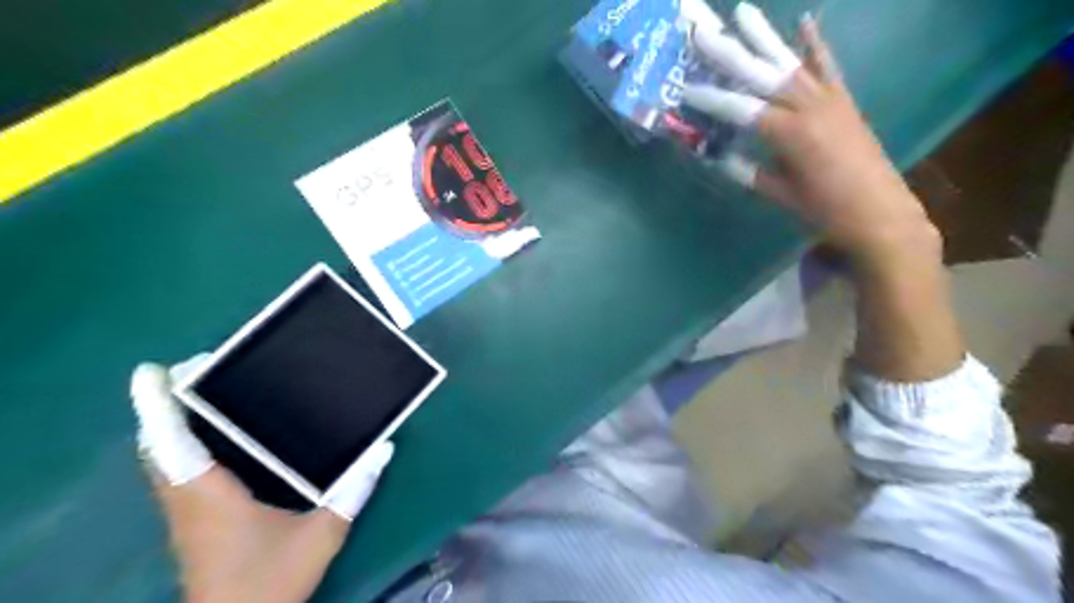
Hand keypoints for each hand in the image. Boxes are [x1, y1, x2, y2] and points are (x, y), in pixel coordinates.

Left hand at [129, 358, 389, 602]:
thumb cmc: (269, 584)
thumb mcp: (321, 537)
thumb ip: (351, 492)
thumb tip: (383, 449)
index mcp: (210, 498)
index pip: (174, 446)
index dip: (159, 408)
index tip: (153, 371)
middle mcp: (187, 500)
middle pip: (160, 446)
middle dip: (166, 406)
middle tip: (195, 370)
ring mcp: (184, 513)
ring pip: (163, 460)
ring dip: (171, 424)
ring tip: (202, 392)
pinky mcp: (190, 522)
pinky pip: (175, 472)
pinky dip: (181, 445)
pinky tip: (214, 436)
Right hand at [682, 5, 935, 268]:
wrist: (879, 212)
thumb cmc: (824, 209)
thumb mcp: (780, 193)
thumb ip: (748, 171)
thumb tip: (719, 156)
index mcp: (789, 133)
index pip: (741, 109)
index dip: (711, 100)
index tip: (684, 89)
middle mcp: (808, 106)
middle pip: (761, 74)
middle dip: (729, 53)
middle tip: (702, 33)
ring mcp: (829, 98)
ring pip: (789, 61)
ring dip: (764, 36)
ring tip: (742, 11)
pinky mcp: (844, 99)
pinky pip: (827, 66)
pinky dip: (815, 44)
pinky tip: (805, 21)